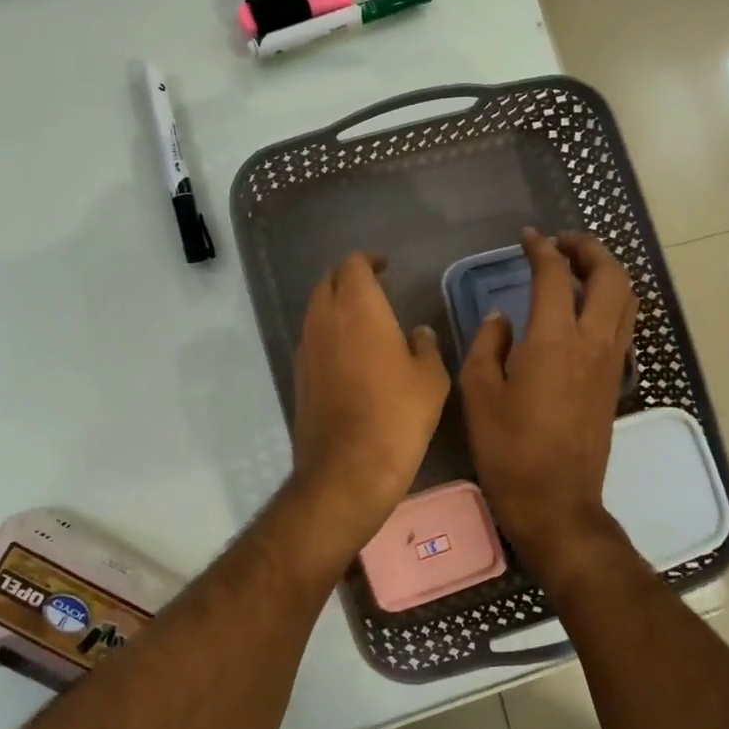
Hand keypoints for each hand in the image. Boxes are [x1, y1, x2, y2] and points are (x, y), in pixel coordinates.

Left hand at [290, 252, 450, 550]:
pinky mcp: (298, 375)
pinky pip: (312, 339)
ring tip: (364, 320)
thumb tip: (417, 334)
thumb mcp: (430, 379)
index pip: (353, 264)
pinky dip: (328, 334)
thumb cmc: (397, 416)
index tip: (386, 267)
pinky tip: (350, 354)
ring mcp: (306, 348)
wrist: (348, 468)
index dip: (369, 260)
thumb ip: (424, 346)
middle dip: (349, 279)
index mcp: (357, 307)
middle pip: (328, 282)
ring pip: (316, 310)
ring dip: (336, 306)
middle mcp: (323, 319)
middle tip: (375, 289)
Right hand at [460, 229, 637, 570]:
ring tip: (579, 268)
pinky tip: (587, 312)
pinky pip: (624, 326)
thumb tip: (502, 318)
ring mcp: (610, 362)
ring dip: (608, 274)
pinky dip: (612, 304)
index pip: (555, 276)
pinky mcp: (615, 381)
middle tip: (563, 243)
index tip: (527, 238)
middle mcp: (592, 342)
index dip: (541, 249)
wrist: (554, 500)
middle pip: (610, 277)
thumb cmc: (508, 447)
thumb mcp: (478, 392)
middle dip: (589, 249)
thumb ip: (488, 344)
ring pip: (627, 300)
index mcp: (554, 339)